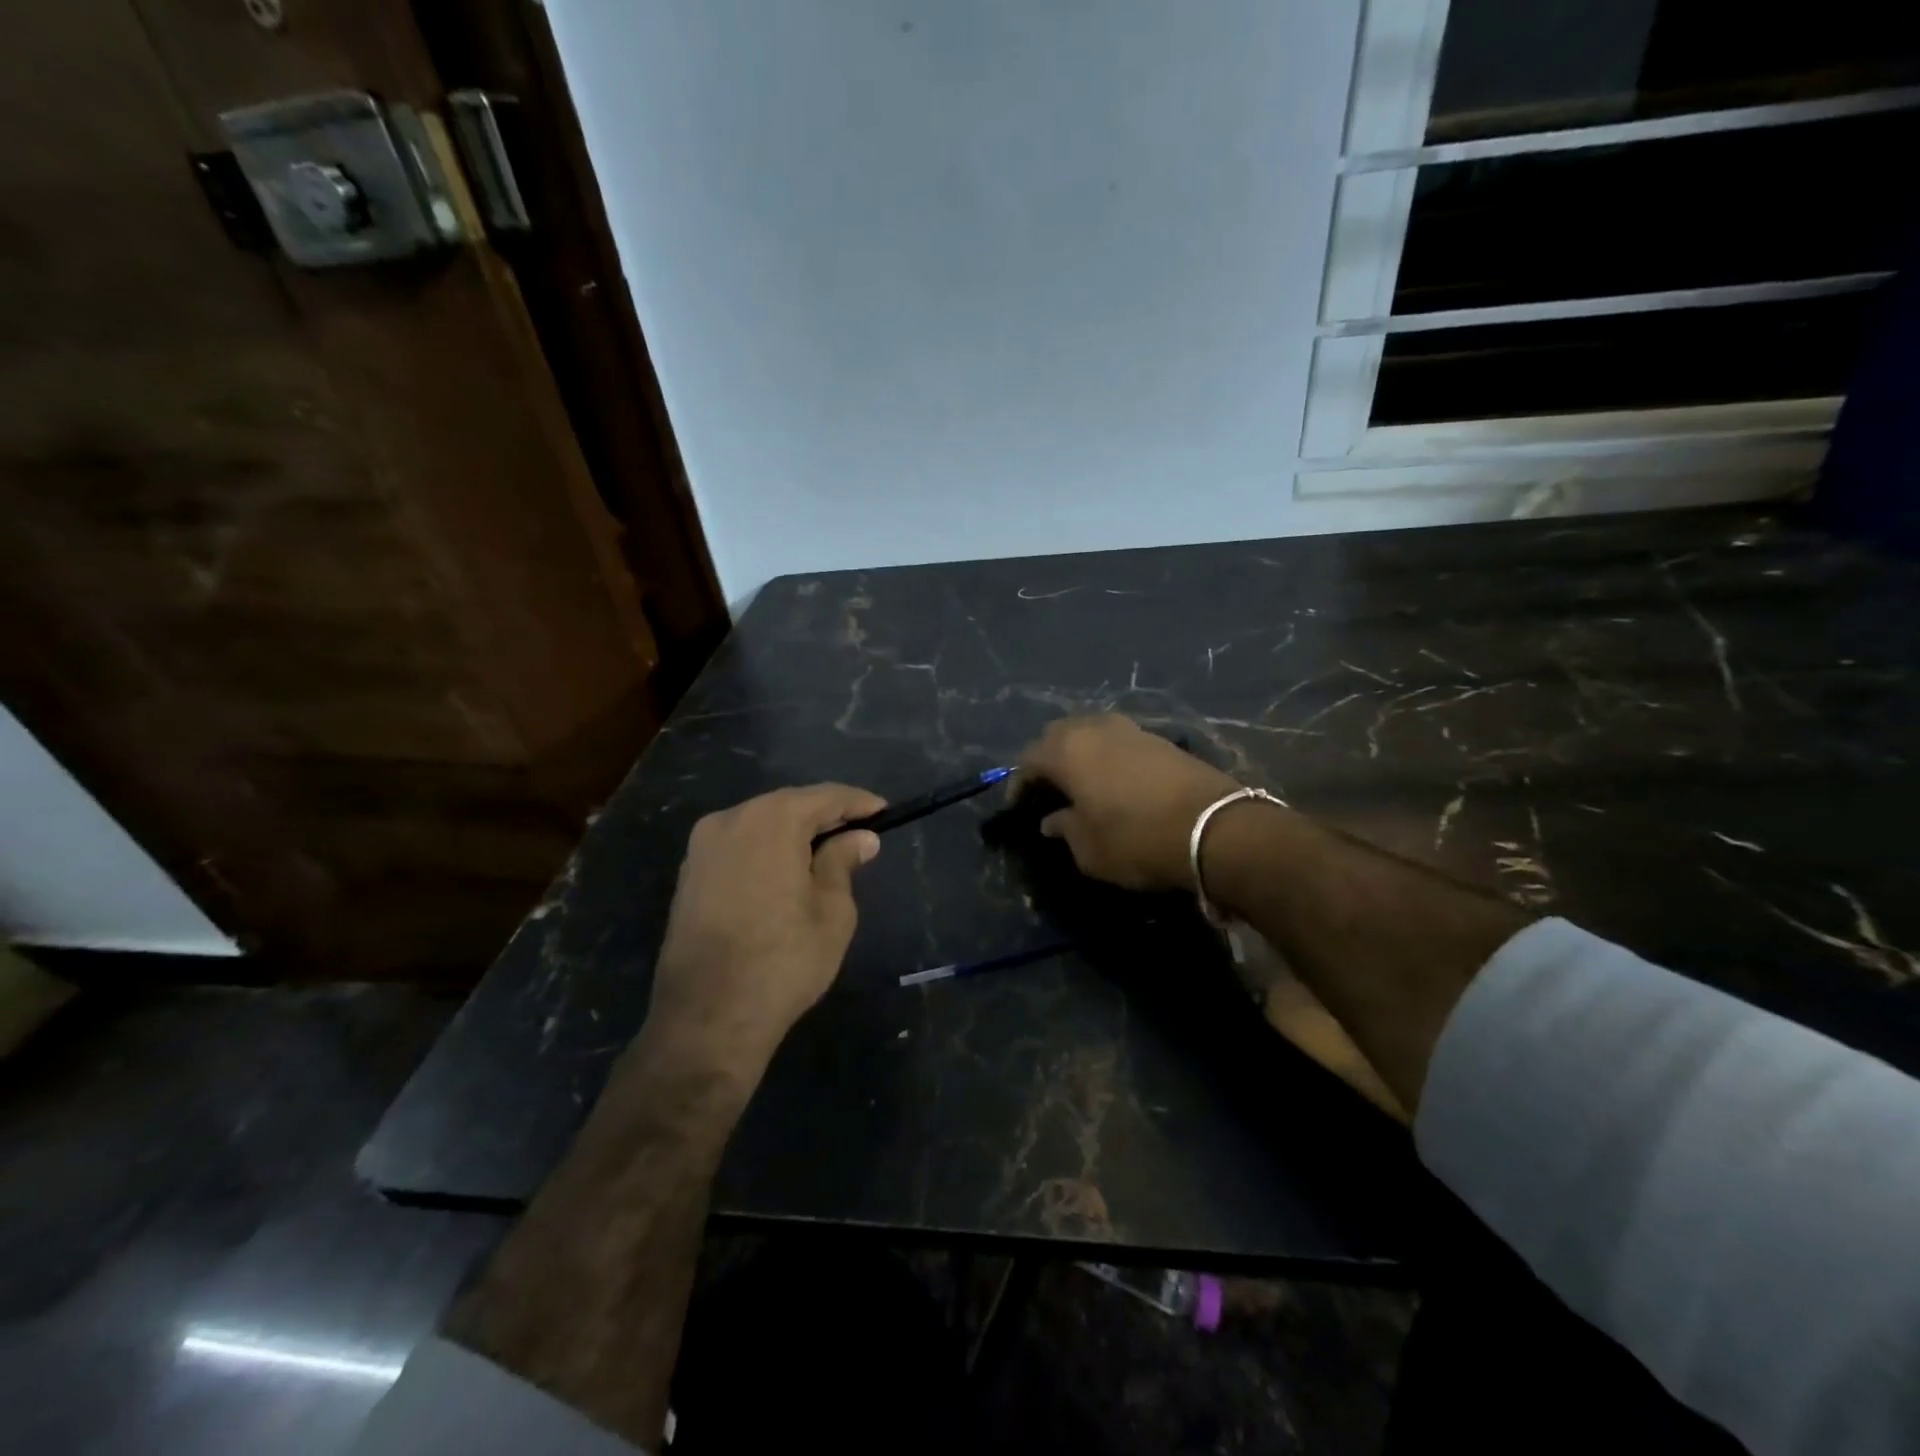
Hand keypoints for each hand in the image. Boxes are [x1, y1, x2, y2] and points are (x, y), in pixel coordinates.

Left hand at [642, 784, 884, 1079]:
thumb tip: (860, 838)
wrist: (707, 1018)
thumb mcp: (832, 911)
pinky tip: (786, 869)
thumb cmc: (784, 962)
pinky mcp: (689, 874)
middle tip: (858, 831)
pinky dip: (766, 848)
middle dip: (824, 814)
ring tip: (826, 850)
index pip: (824, 797)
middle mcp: (731, 820)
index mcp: (771, 822)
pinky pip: (738, 845)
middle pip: (787, 805)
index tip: (883, 810)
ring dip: (793, 831)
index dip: (857, 802)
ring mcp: (702, 847)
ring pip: (759, 823)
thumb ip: (842, 863)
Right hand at [1016, 715, 1237, 891]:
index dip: (1019, 783)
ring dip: (1079, 751)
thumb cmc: (1138, 840)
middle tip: (1047, 788)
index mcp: (1067, 751)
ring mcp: (1130, 729)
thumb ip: (1065, 829)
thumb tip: (1053, 820)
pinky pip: (1118, 739)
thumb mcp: (1090, 849)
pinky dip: (1107, 754)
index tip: (1019, 806)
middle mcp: (1094, 729)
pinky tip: (1113, 779)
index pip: (1029, 759)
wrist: (1215, 827)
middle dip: (1047, 758)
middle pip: (1057, 734)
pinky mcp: (1160, 738)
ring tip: (1080, 781)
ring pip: (1090, 731)